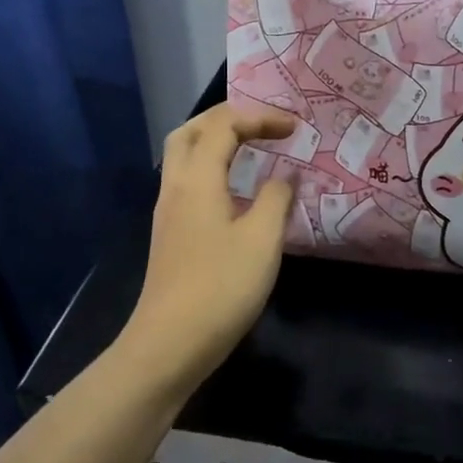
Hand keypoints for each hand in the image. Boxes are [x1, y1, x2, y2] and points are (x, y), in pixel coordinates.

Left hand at [124, 103, 295, 376]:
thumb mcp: (262, 240)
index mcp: (197, 180)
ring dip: (216, 141)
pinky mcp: (170, 233)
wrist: (170, 344)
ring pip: (184, 156)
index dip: (260, 118)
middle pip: (191, 131)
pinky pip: (188, 180)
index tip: (294, 128)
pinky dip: (212, 167)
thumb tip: (285, 175)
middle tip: (263, 124)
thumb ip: (276, 199)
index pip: (223, 126)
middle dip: (228, 118)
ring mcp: (168, 211)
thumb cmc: (221, 287)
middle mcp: (176, 187)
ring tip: (252, 147)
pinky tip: (236, 189)